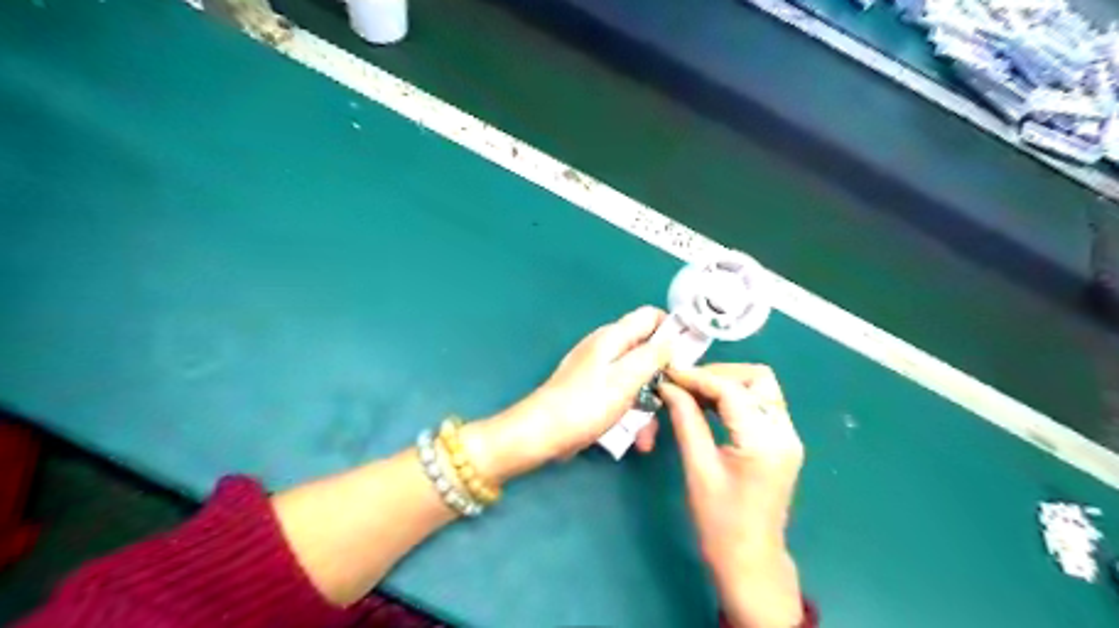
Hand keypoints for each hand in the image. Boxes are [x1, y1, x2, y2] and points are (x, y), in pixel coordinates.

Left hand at [466, 308, 667, 480]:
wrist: (543, 433)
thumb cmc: (586, 404)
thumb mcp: (626, 379)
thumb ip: (653, 355)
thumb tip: (673, 338)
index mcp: (613, 337)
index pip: (651, 317)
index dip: (673, 331)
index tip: (689, 357)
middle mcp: (606, 348)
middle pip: (646, 350)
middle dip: (662, 377)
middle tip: (673, 401)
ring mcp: (598, 369)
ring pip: (636, 378)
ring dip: (648, 403)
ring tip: (649, 434)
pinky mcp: (593, 390)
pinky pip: (621, 394)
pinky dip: (631, 411)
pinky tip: (636, 437)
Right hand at [659, 363, 799, 627]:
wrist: (750, 562)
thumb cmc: (719, 523)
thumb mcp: (698, 468)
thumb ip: (685, 420)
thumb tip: (668, 386)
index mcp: (764, 442)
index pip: (731, 390)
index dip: (697, 377)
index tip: (668, 373)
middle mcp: (784, 432)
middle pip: (757, 378)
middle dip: (718, 374)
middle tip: (684, 384)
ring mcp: (787, 436)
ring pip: (760, 387)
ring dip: (726, 383)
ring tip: (691, 392)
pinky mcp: (781, 442)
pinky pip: (759, 404)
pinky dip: (733, 397)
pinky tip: (707, 405)